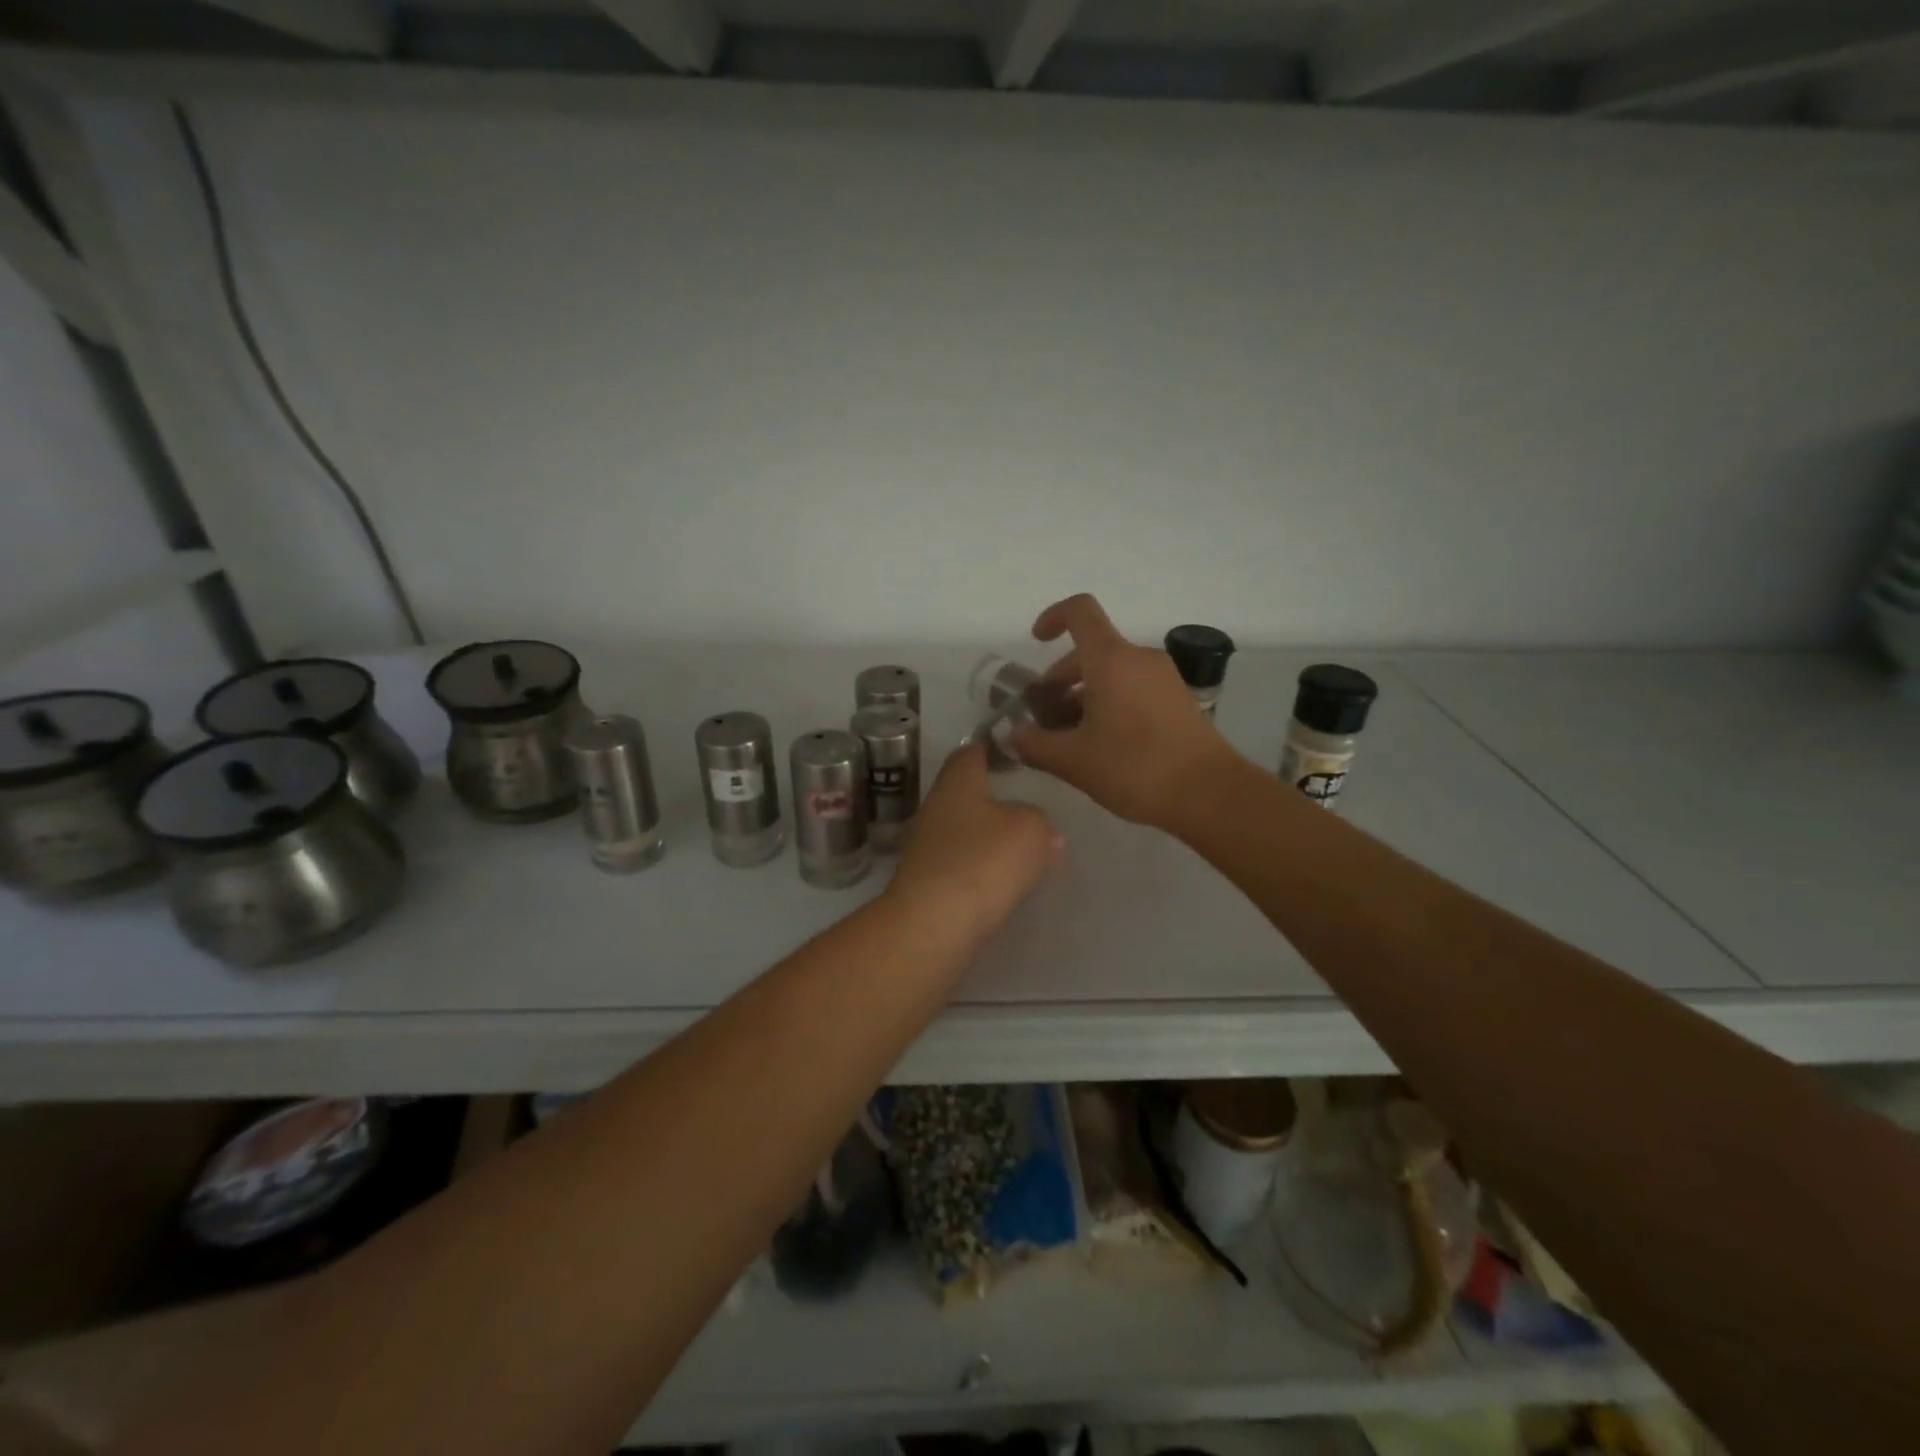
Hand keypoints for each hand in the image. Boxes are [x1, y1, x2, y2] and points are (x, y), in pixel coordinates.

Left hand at [885, 742, 1060, 947]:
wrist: (933, 925)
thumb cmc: (983, 861)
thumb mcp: (1030, 829)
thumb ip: (1039, 819)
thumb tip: (1041, 827)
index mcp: (956, 783)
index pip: (970, 753)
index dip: (991, 748)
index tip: (1012, 750)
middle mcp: (935, 809)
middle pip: (965, 794)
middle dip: (993, 799)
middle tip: (1028, 805)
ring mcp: (926, 848)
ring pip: (964, 832)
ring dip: (989, 837)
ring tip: (1024, 847)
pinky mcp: (926, 884)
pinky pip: (961, 865)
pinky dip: (981, 868)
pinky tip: (1003, 882)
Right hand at [1011, 593, 1239, 827]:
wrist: (1209, 794)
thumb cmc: (1135, 768)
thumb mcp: (1073, 761)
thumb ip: (1034, 744)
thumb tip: (1013, 734)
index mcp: (1111, 660)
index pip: (1079, 611)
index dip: (1052, 617)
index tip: (1036, 642)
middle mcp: (1139, 658)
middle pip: (1091, 650)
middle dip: (1060, 679)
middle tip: (1044, 718)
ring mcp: (1163, 678)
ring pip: (1112, 673)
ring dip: (1083, 696)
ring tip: (1069, 739)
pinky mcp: (1178, 700)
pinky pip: (1133, 688)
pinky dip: (1109, 704)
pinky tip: (1101, 746)